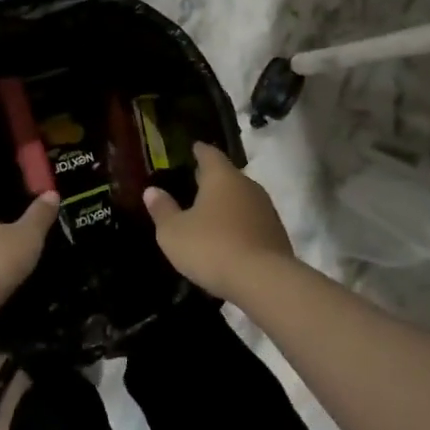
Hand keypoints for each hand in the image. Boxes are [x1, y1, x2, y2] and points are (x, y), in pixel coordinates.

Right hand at [143, 142, 292, 299]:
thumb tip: (152, 191)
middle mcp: (247, 186)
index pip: (209, 154)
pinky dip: (240, 225)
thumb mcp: (173, 232)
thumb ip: (162, 210)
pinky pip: (252, 221)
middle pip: (228, 176)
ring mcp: (266, 210)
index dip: (199, 151)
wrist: (263, 281)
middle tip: (196, 182)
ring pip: (242, 198)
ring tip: (211, 213)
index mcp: (221, 177)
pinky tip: (229, 238)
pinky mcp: (277, 234)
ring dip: (228, 204)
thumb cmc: (211, 247)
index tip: (193, 148)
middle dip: (212, 179)